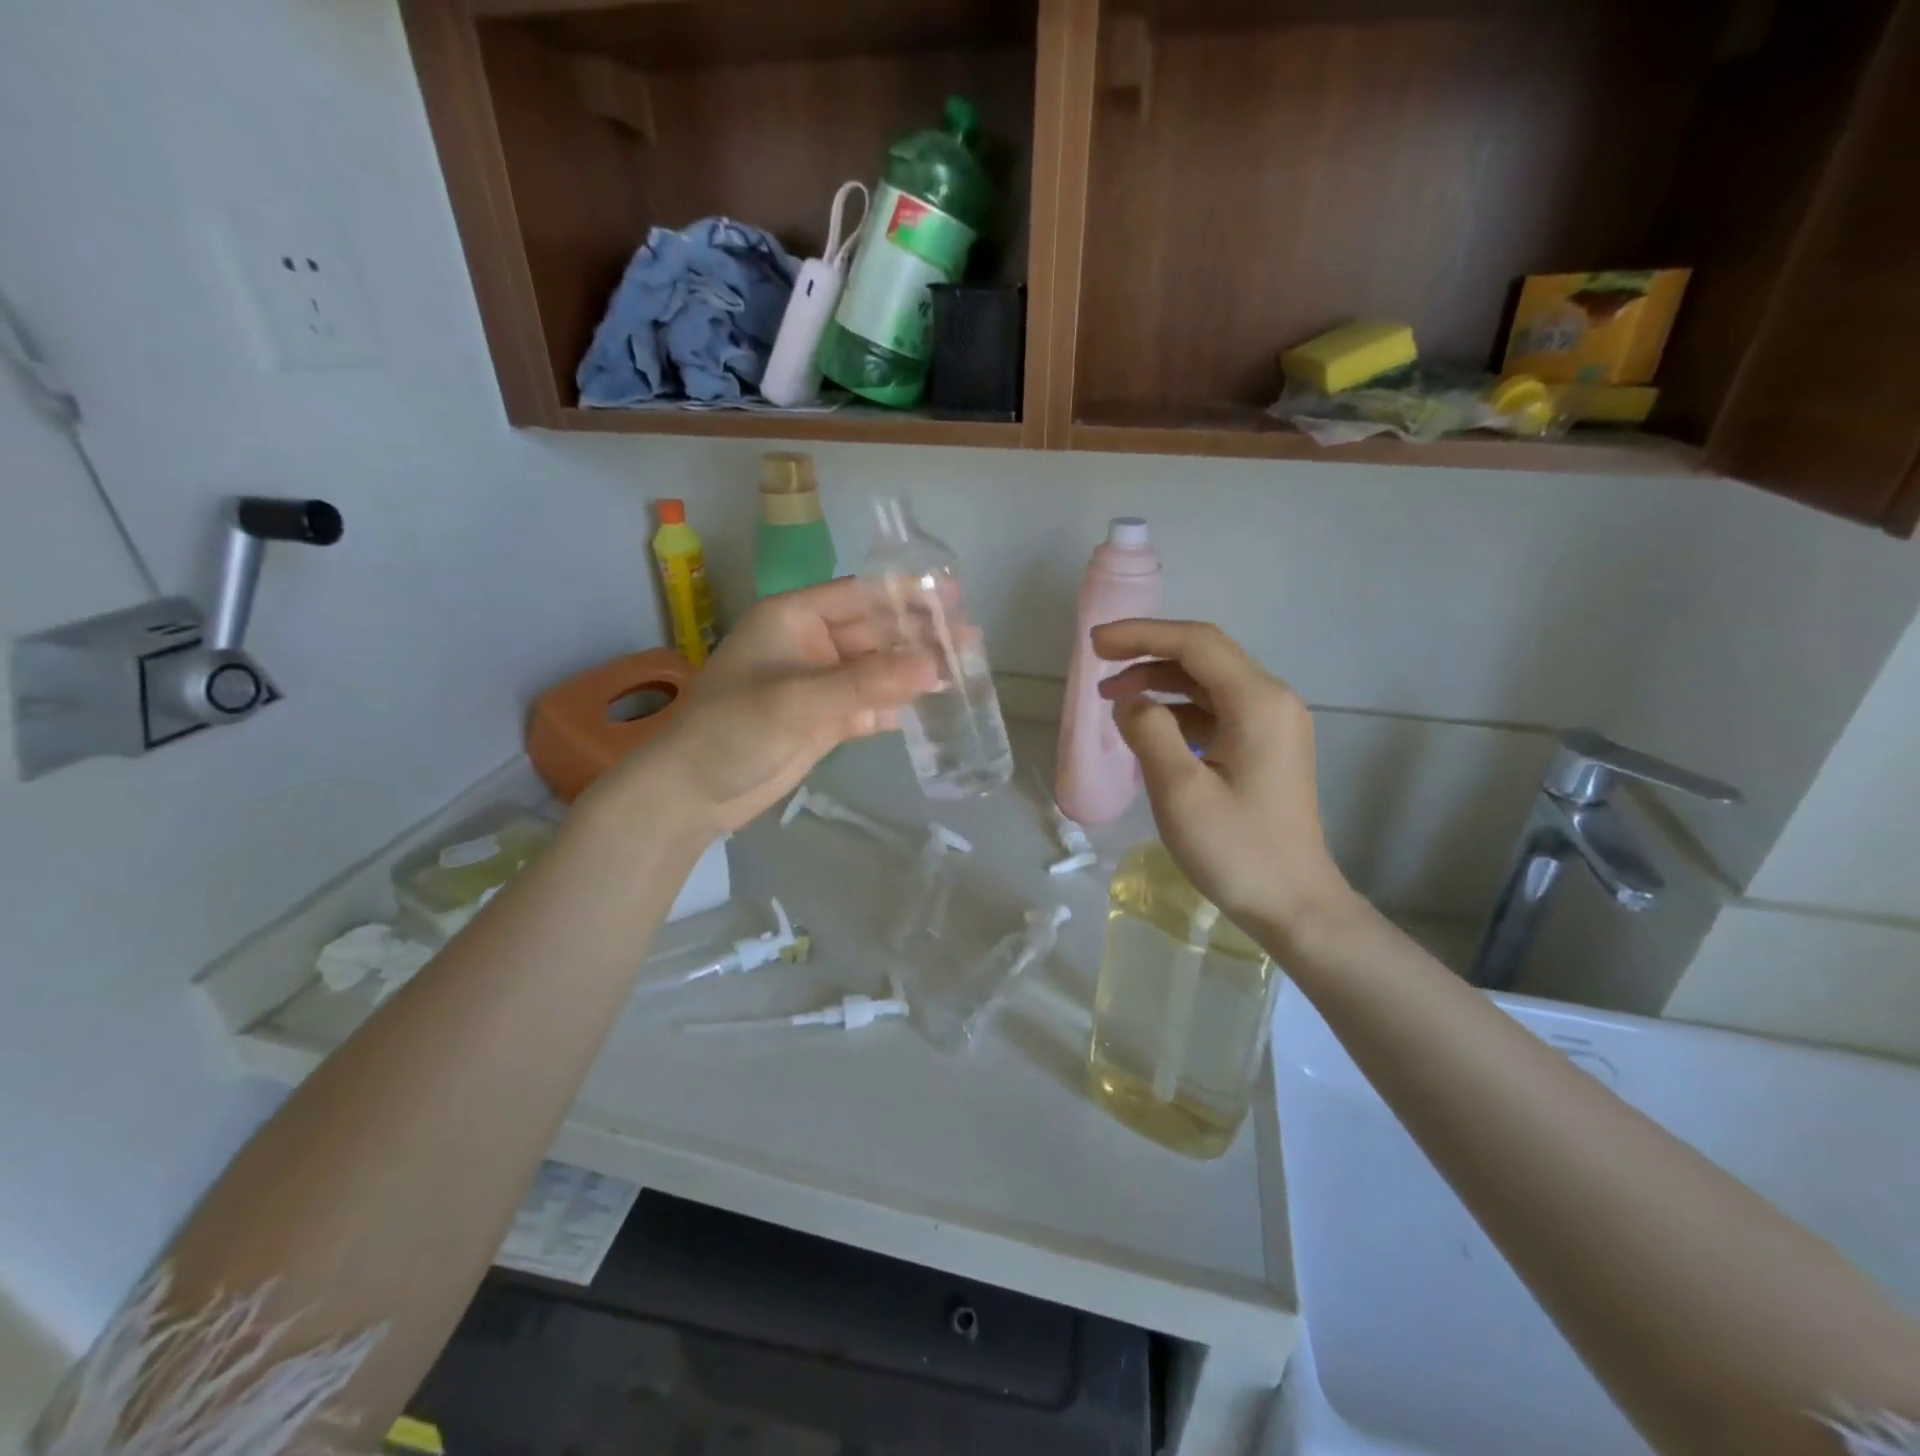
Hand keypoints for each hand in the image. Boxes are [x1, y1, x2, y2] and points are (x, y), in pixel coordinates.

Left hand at [604, 579, 934, 835]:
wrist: (692, 794)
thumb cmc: (732, 730)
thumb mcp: (799, 701)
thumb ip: (868, 682)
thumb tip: (936, 665)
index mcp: (795, 618)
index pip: (861, 595)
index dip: (907, 595)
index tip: (953, 598)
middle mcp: (811, 644)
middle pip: (876, 633)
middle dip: (920, 638)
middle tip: (971, 642)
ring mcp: (820, 684)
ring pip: (878, 671)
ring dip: (916, 672)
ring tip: (966, 672)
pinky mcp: (826, 720)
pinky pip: (871, 705)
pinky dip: (899, 706)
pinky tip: (935, 707)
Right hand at [1095, 619, 1356, 948]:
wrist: (1294, 905)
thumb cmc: (1237, 850)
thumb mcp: (1181, 792)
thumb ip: (1149, 733)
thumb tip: (1130, 703)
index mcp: (1258, 702)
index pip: (1195, 644)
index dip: (1141, 635)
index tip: (1095, 643)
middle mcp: (1272, 701)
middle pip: (1205, 655)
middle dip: (1148, 652)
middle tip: (1099, 662)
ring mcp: (1273, 724)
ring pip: (1209, 682)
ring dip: (1160, 681)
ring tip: (1113, 697)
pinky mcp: (1266, 747)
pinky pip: (1217, 710)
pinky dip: (1178, 709)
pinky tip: (1149, 727)